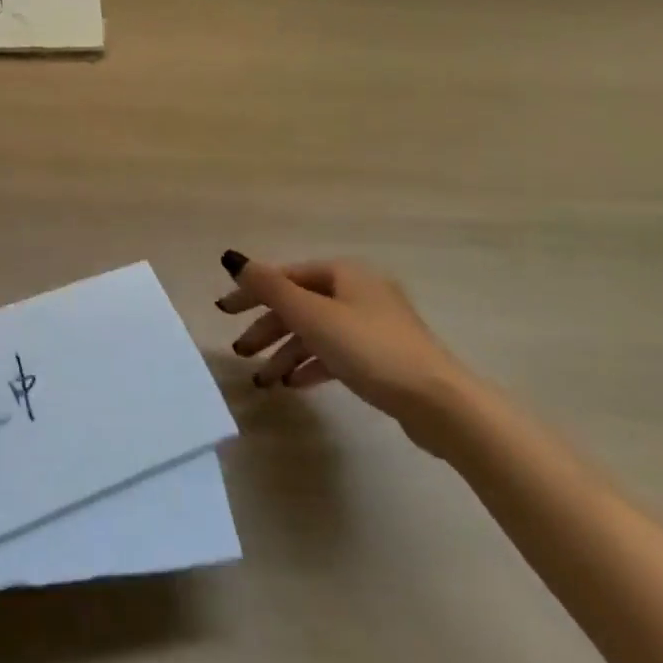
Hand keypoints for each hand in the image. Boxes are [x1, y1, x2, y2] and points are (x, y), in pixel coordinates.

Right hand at [217, 252, 470, 448]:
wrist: (439, 403)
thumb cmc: (370, 349)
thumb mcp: (311, 316)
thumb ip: (269, 287)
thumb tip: (233, 259)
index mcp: (343, 273)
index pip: (285, 276)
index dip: (251, 292)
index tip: (223, 311)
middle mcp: (358, 291)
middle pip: (299, 304)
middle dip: (267, 328)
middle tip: (239, 350)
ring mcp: (373, 325)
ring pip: (316, 332)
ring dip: (285, 353)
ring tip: (263, 379)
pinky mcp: (382, 357)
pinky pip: (335, 353)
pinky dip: (311, 365)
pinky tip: (293, 384)